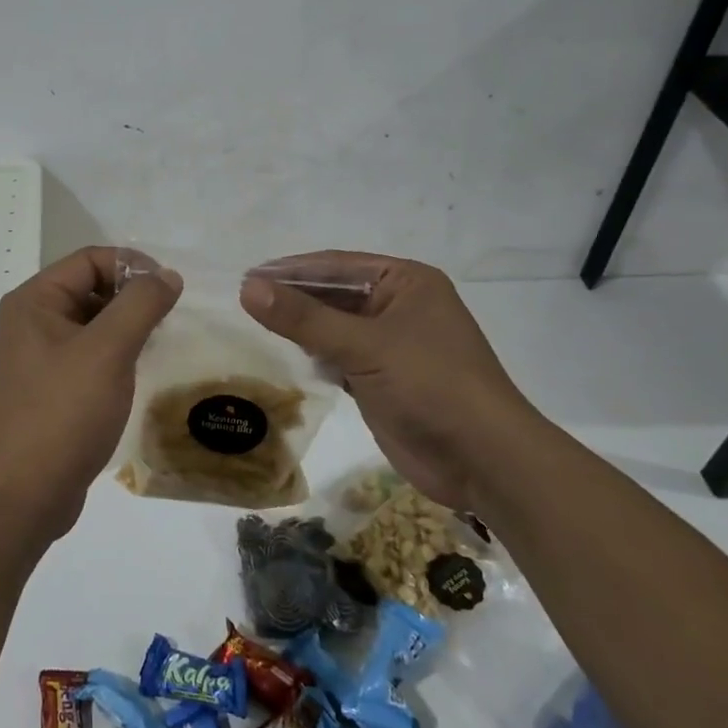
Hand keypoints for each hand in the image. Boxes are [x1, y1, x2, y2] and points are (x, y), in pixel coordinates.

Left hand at [0, 247, 181, 541]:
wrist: (21, 496)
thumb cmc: (63, 414)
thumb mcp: (108, 351)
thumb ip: (140, 305)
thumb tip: (166, 275)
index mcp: (33, 302)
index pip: (88, 260)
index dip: (132, 266)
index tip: (170, 290)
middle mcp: (27, 324)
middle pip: (87, 290)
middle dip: (129, 299)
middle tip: (167, 322)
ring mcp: (32, 361)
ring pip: (88, 327)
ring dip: (123, 330)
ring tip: (156, 348)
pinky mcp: (43, 393)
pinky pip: (83, 359)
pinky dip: (111, 359)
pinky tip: (133, 378)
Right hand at [240, 252, 540, 511]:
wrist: (483, 461)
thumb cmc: (430, 386)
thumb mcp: (364, 345)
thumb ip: (304, 318)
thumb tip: (247, 288)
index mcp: (406, 282)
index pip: (336, 266)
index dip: (290, 270)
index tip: (246, 277)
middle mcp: (399, 306)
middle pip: (334, 295)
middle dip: (294, 299)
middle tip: (244, 302)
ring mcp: (392, 344)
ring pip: (335, 327)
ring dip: (302, 328)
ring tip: (255, 326)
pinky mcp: (383, 379)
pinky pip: (340, 356)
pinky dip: (315, 355)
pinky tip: (287, 357)